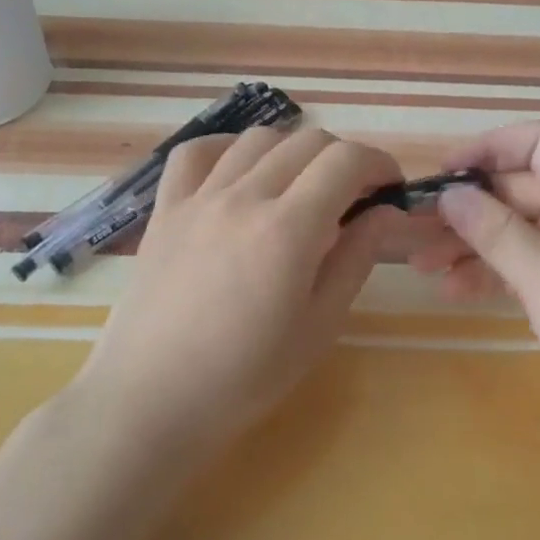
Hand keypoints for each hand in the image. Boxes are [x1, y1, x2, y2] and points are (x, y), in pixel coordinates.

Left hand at [80, 126, 403, 453]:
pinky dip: (227, 148)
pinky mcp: (166, 209)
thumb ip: (356, 259)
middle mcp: (244, 197)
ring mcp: (199, 198)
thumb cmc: (244, 377)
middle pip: (307, 142)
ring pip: (257, 139)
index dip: (378, 163)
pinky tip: (239, 172)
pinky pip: (195, 152)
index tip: (389, 187)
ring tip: (300, 186)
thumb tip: (386, 212)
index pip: (345, 161)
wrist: (151, 401)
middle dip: (343, 158)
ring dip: (293, 151)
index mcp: (288, 229)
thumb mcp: (319, 326)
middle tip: (353, 196)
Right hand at [410, 121, 539, 430]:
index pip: (539, 143)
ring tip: (421, 266)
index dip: (490, 148)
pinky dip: (492, 273)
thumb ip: (497, 233)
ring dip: (471, 243)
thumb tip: (450, 193)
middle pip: (519, 189)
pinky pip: (526, 265)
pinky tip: (453, 291)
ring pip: (517, 230)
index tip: (445, 175)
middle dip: (468, 206)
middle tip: (416, 230)